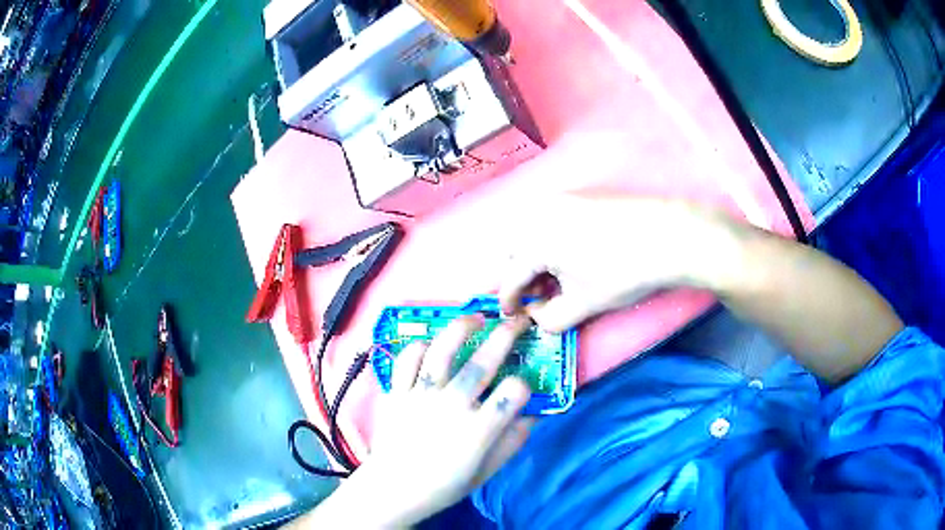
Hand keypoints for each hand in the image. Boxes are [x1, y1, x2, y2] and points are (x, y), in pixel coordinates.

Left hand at [323, 316, 534, 527]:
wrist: (393, 489)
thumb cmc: (443, 485)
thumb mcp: (487, 471)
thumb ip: (512, 442)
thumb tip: (532, 415)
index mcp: (478, 431)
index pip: (512, 394)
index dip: (524, 385)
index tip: (522, 387)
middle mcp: (451, 407)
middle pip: (482, 363)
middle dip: (505, 337)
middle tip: (517, 321)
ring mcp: (420, 397)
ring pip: (442, 352)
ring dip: (461, 329)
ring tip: (475, 318)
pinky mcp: (396, 394)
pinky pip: (406, 361)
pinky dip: (418, 347)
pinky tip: (429, 344)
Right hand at [499, 193, 731, 331]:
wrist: (668, 235)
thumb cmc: (622, 271)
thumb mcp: (583, 304)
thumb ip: (551, 319)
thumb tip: (537, 317)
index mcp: (532, 239)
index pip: (510, 276)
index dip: (510, 300)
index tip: (511, 315)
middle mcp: (537, 211)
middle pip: (514, 248)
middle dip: (519, 275)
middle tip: (538, 296)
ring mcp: (559, 198)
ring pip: (531, 232)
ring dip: (534, 257)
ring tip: (557, 278)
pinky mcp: (578, 195)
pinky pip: (549, 220)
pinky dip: (550, 240)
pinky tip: (571, 256)